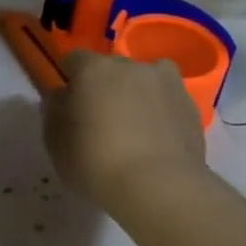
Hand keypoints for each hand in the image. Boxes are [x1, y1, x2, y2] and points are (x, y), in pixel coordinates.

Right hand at [45, 50, 206, 207]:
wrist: (159, 186)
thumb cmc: (94, 161)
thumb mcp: (54, 141)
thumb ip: (54, 110)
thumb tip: (62, 96)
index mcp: (93, 69)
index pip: (74, 59)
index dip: (69, 79)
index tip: (67, 103)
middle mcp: (131, 66)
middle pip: (111, 69)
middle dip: (104, 87)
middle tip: (99, 120)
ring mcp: (167, 83)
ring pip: (144, 81)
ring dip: (136, 95)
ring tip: (133, 128)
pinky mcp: (191, 106)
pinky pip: (167, 102)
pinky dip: (160, 114)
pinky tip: (156, 141)